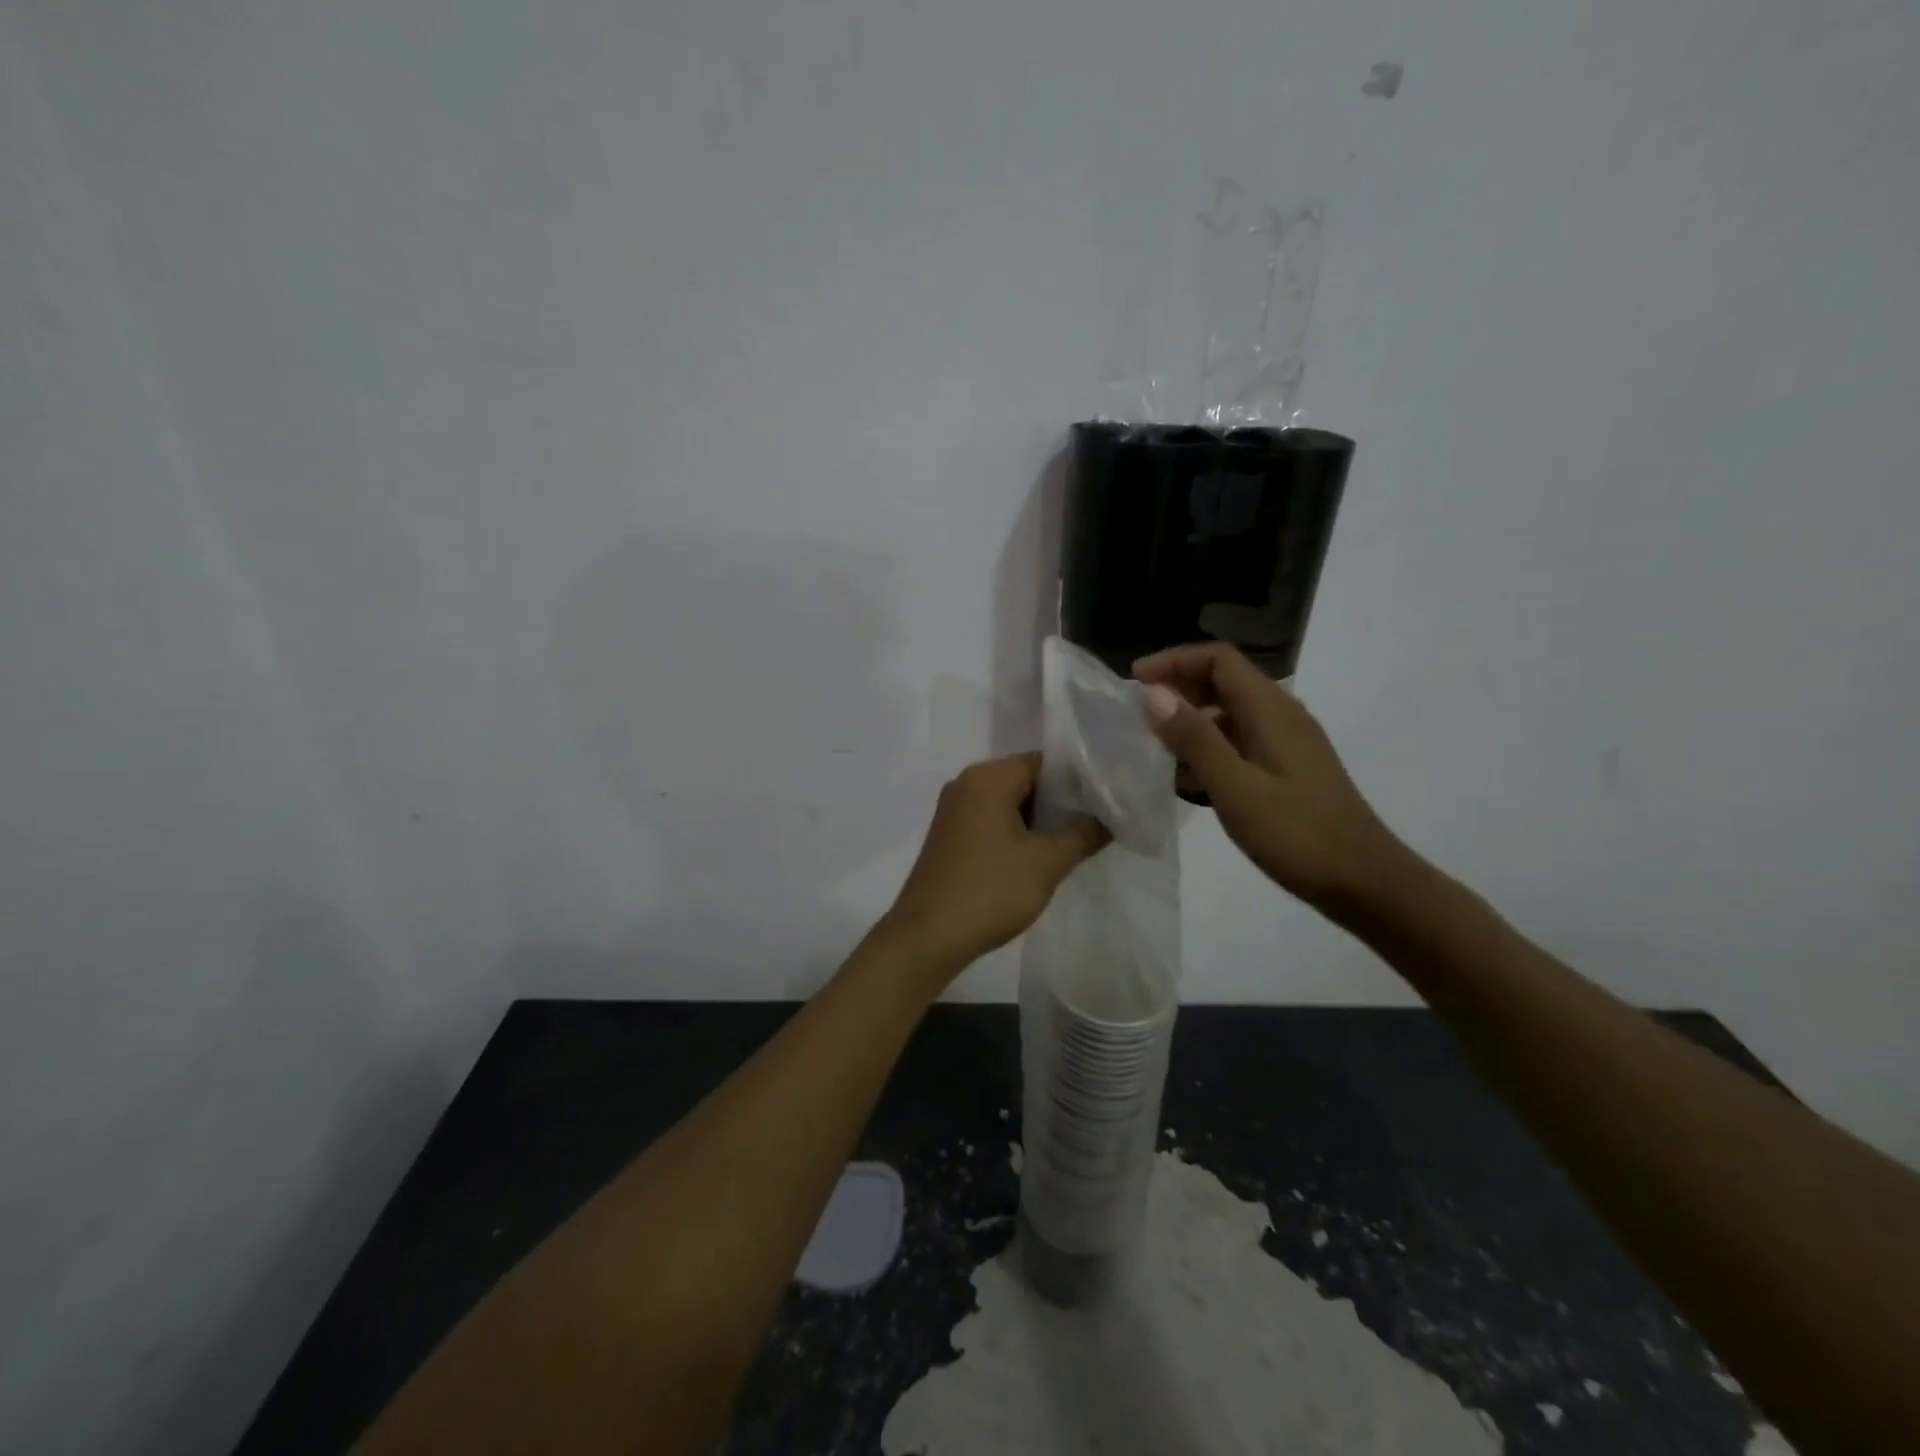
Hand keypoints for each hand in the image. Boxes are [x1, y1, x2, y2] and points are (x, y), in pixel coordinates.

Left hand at [882, 753, 1107, 973]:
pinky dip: (1015, 832)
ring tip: (1073, 842)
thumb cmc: (990, 890)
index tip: (1105, 801)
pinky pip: (990, 820)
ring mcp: (953, 809)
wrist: (928, 936)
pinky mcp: (948, 835)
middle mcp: (966, 783)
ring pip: (1008, 802)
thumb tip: (1109, 820)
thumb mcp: (1047, 863)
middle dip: (1059, 802)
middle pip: (1025, 780)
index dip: (1078, 780)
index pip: (1044, 762)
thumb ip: (1083, 834)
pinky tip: (1037, 857)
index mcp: (988, 777)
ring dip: (1038, 820)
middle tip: (1095, 824)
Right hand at [1135, 643, 1405, 913]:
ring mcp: (1288, 742)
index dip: (1174, 661)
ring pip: (1230, 712)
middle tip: (1138, 715)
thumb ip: (1195, 739)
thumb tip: (1154, 694)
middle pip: (1224, 680)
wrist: (1365, 882)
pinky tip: (1188, 778)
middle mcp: (1281, 715)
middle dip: (1179, 688)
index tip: (1135, 681)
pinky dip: (1209, 746)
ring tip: (1154, 747)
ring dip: (1191, 719)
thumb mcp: (1236, 789)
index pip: (1218, 659)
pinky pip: (1240, 740)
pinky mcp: (1288, 767)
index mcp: (1271, 710)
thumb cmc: (1298, 835)